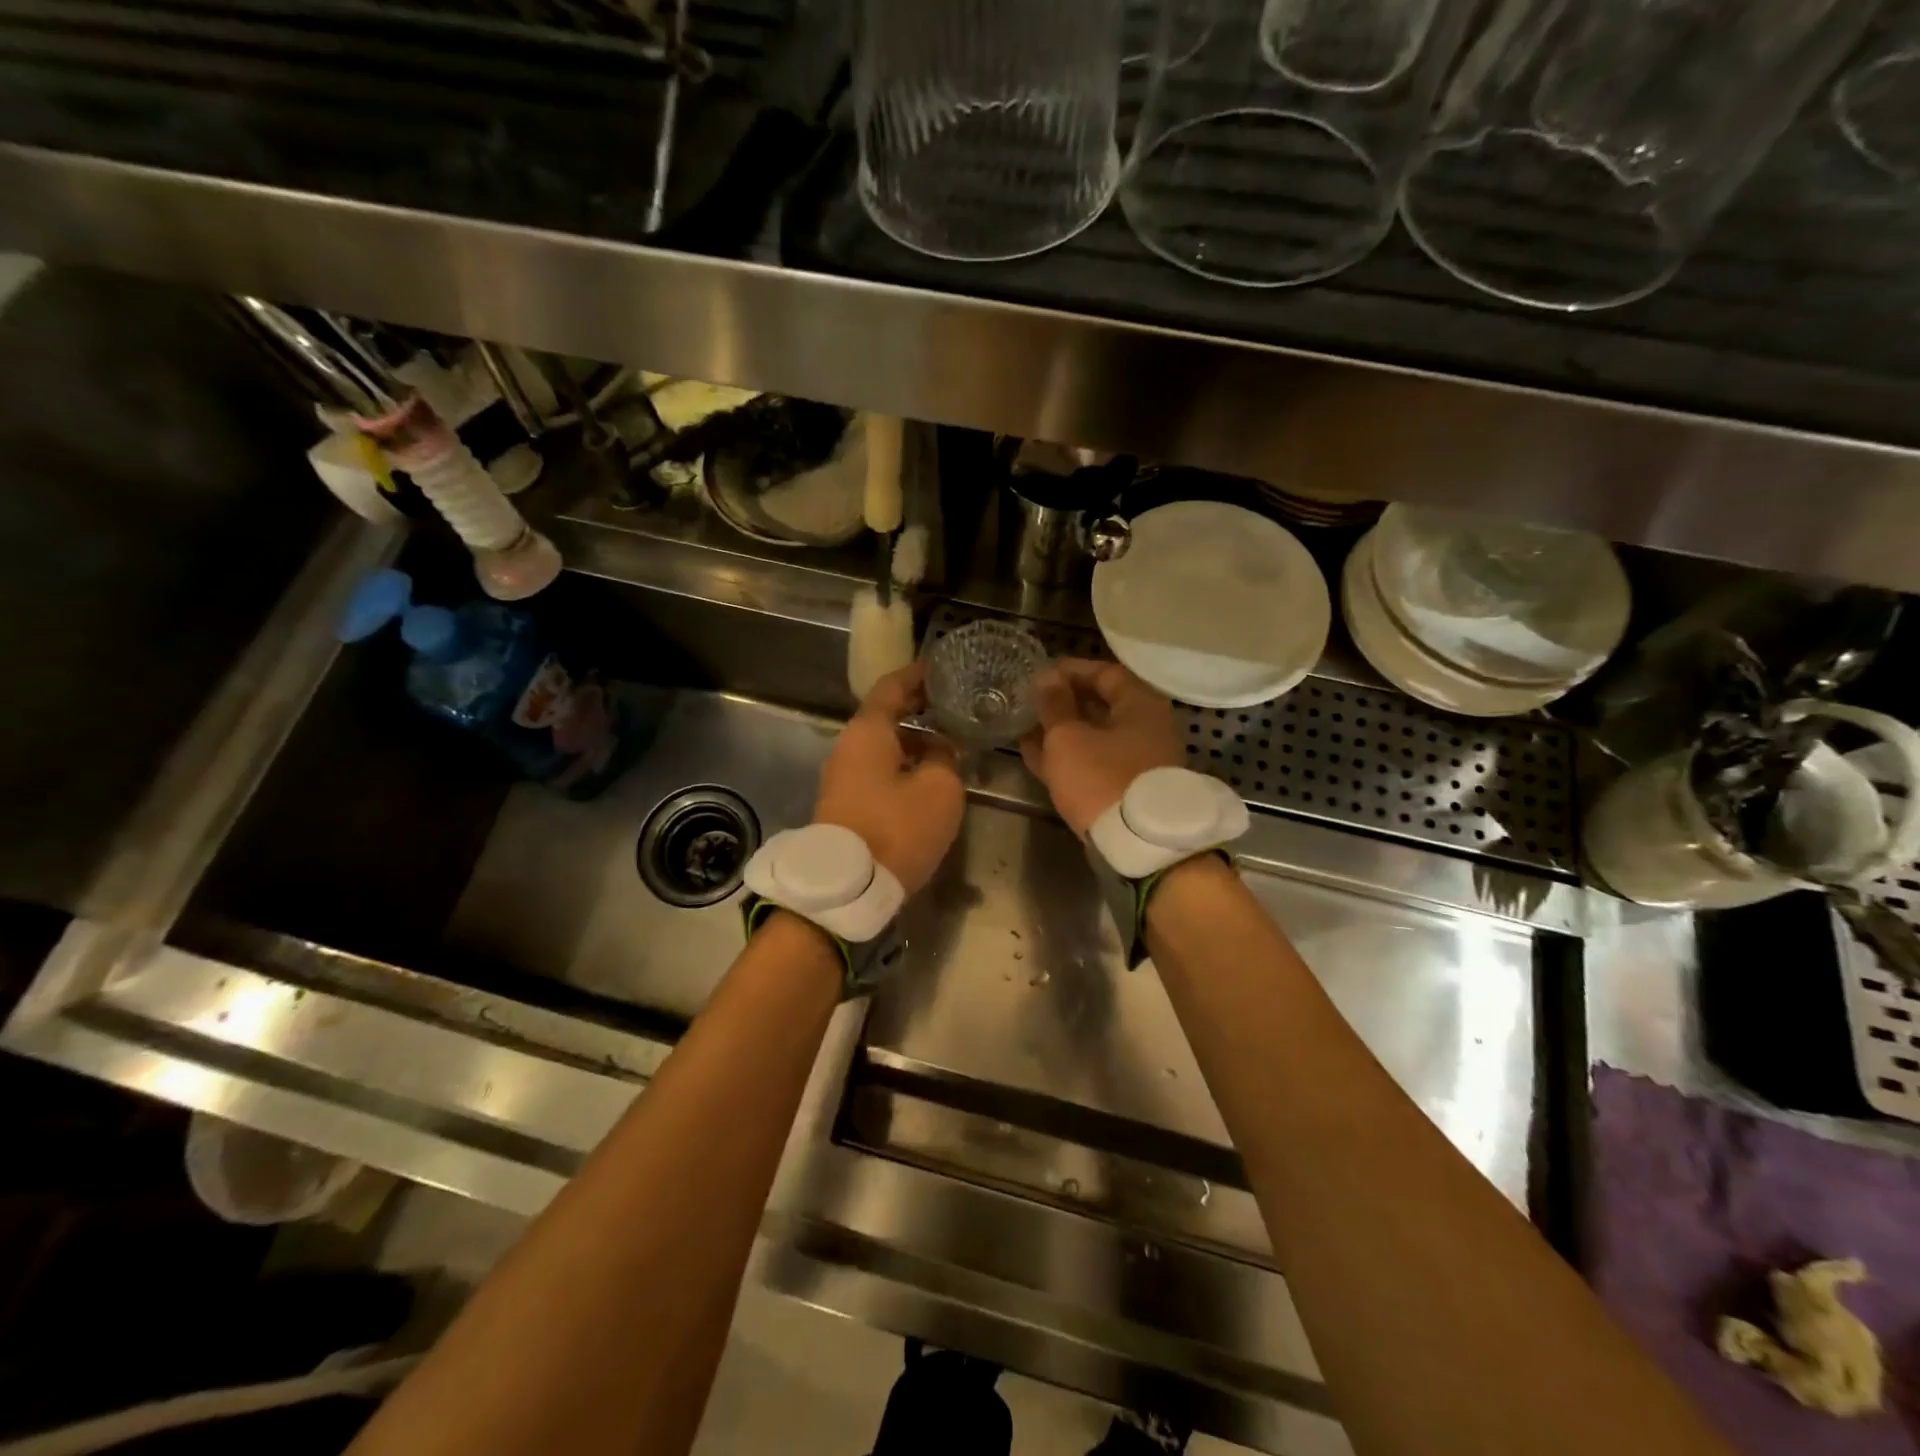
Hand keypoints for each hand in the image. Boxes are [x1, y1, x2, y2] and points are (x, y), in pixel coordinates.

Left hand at [815, 664, 965, 895]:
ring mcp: (842, 778)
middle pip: (885, 717)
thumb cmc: (896, 828)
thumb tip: (940, 748)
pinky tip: (928, 778)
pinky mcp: (844, 806)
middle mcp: (848, 748)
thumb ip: (946, 758)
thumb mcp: (940, 789)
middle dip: (919, 710)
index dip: (917, 675)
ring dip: (913, 743)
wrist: (847, 889)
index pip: (892, 687)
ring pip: (882, 747)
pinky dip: (903, 765)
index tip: (940, 667)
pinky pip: (878, 772)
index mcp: (867, 732)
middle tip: (953, 705)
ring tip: (949, 744)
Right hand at [1020, 658, 1183, 835]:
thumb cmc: (1102, 779)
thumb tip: (1048, 678)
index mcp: (1141, 705)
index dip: (1070, 671)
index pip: (1105, 673)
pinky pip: (1097, 763)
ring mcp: (1141, 761)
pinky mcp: (1130, 789)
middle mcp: (1148, 728)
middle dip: (1063, 704)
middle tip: (1030, 703)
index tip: (1040, 674)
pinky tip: (1038, 757)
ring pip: (1096, 737)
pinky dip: (1070, 757)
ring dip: (1062, 732)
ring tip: (1026, 730)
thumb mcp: (1068, 738)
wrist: (1139, 845)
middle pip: (1102, 705)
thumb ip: (1055, 705)